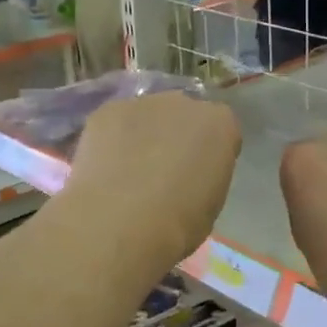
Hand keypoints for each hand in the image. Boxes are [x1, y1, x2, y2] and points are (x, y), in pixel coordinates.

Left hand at [63, 92, 239, 278]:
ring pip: (147, 116)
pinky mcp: (107, 110)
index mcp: (220, 124)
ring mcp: (143, 103)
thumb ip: (204, 176)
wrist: (122, 221)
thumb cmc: (179, 223)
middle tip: (162, 171)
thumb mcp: (211, 203)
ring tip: (128, 172)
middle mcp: (185, 103)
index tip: (198, 175)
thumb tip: (188, 177)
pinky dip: (112, 140)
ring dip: (143, 136)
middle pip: (183, 114)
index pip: (221, 130)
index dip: (208, 152)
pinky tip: (105, 168)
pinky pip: (115, 122)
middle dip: (176, 136)